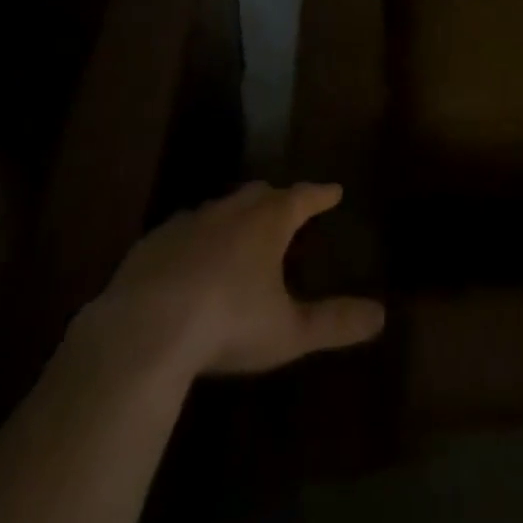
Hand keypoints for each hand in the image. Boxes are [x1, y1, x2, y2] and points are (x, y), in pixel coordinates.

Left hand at [81, 182, 384, 378]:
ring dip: (233, 215)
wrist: (142, 331)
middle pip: (260, 193)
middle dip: (276, 198)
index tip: (334, 191)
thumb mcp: (288, 331)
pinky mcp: (151, 244)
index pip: (303, 197)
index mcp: (268, 222)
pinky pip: (180, 231)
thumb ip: (334, 323)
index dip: (320, 195)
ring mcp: (187, 223)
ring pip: (219, 208)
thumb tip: (381, 315)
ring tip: (238, 230)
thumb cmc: (226, 324)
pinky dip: (193, 238)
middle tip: (286, 207)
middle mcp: (230, 211)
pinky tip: (187, 258)